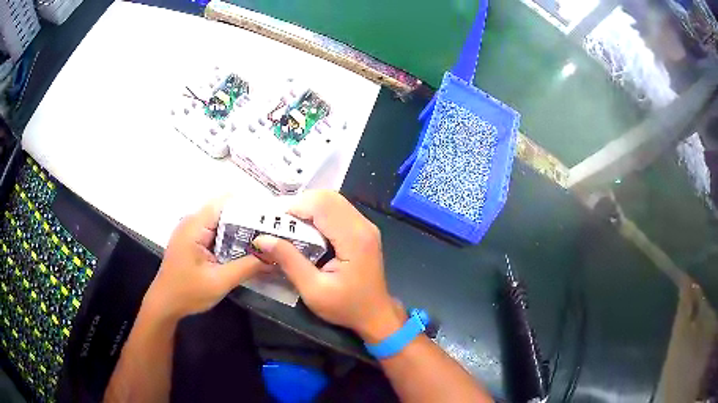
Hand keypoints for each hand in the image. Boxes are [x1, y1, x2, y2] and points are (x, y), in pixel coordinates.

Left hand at [144, 196, 266, 321]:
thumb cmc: (187, 293)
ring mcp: (192, 231)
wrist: (164, 304)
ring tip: (266, 240)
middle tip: (274, 232)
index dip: (249, 206)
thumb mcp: (219, 282)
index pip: (225, 202)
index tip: (271, 217)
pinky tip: (247, 250)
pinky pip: (217, 234)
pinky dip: (232, 240)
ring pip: (222, 223)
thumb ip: (247, 267)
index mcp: (195, 226)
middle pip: (225, 211)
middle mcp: (193, 222)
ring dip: (241, 232)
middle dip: (249, 220)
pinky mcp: (194, 241)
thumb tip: (274, 256)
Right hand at [252, 191, 404, 342]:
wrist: (376, 315)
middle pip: (328, 197)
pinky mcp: (362, 230)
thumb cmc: (346, 307)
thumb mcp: (313, 290)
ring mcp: (365, 226)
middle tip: (279, 223)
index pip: (321, 205)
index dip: (294, 207)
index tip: (273, 222)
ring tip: (289, 225)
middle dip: (299, 205)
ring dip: (308, 208)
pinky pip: (337, 210)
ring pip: (332, 201)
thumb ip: (289, 261)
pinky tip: (305, 229)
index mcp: (354, 238)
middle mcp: (363, 225)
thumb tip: (262, 238)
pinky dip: (317, 214)